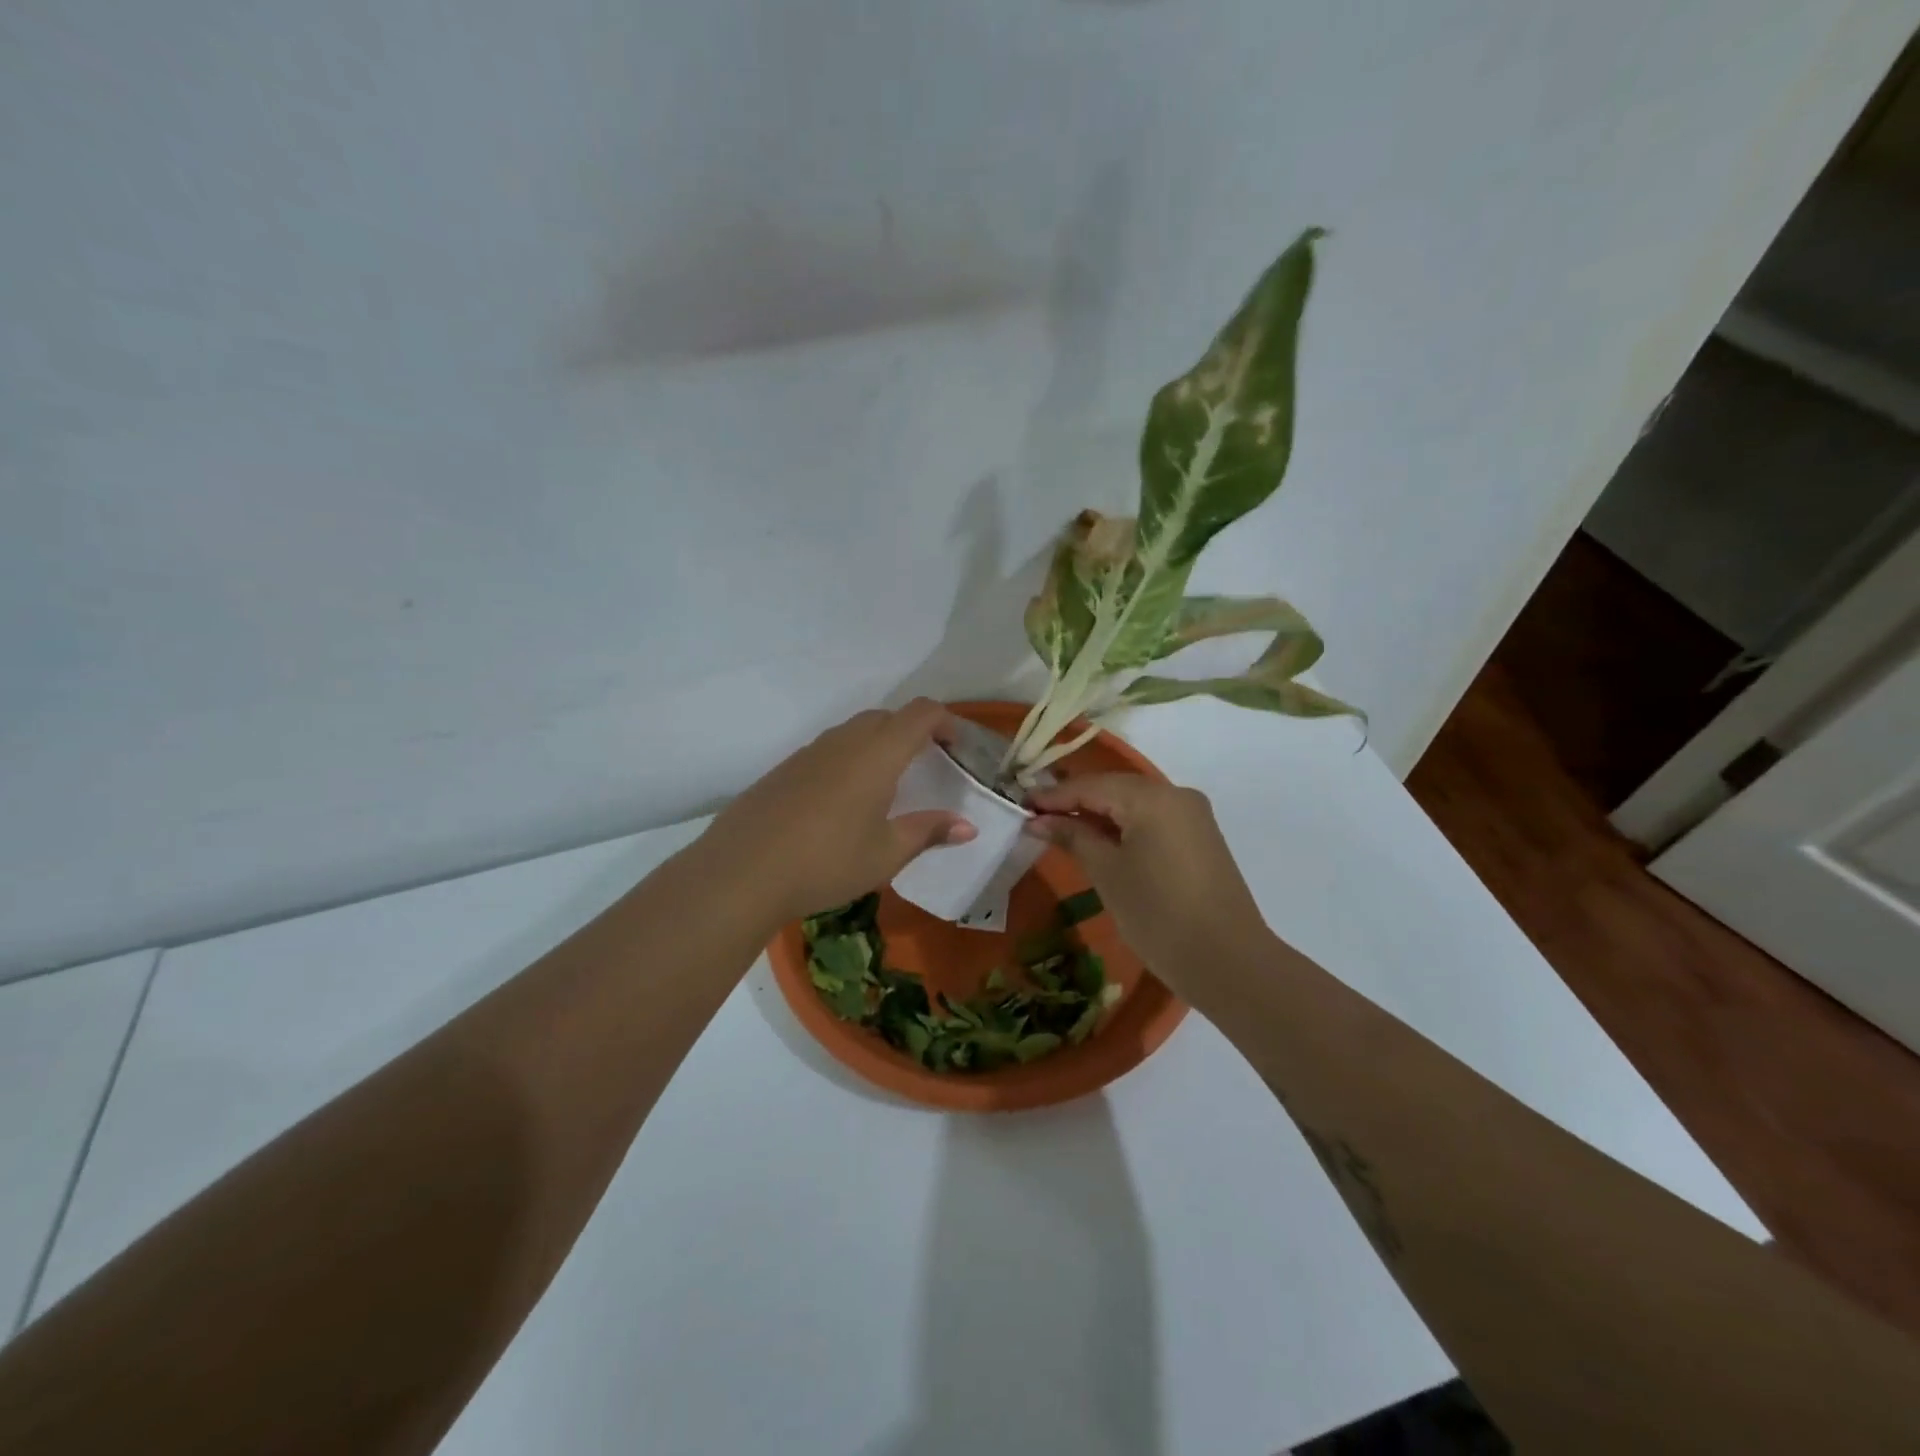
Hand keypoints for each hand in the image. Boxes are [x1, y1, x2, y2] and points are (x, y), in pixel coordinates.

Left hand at [704, 699, 978, 925]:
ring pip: (854, 731)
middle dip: (912, 731)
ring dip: (878, 744)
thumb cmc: (827, 862)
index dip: (945, 721)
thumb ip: (928, 832)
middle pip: (886, 717)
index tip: (956, 747)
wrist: (742, 871)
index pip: (920, 713)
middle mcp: (844, 741)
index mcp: (877, 754)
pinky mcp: (784, 768)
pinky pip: (828, 749)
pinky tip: (842, 802)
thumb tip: (968, 827)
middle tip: (926, 766)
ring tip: (886, 786)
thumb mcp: (886, 854)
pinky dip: (848, 760)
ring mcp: (809, 752)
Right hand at [1025, 774, 1269, 987]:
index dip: (1053, 797)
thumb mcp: (1107, 873)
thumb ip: (1073, 837)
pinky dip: (1124, 827)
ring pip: (1134, 803)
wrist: (1228, 962)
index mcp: (1152, 797)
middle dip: (1075, 802)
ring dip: (1099, 815)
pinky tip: (1101, 842)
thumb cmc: (1158, 915)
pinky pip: (1153, 820)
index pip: (1091, 785)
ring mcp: (1193, 816)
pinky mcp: (1201, 838)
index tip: (1020, 806)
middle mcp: (1176, 794)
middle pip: (1114, 788)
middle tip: (1037, 819)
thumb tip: (1039, 820)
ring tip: (1062, 831)